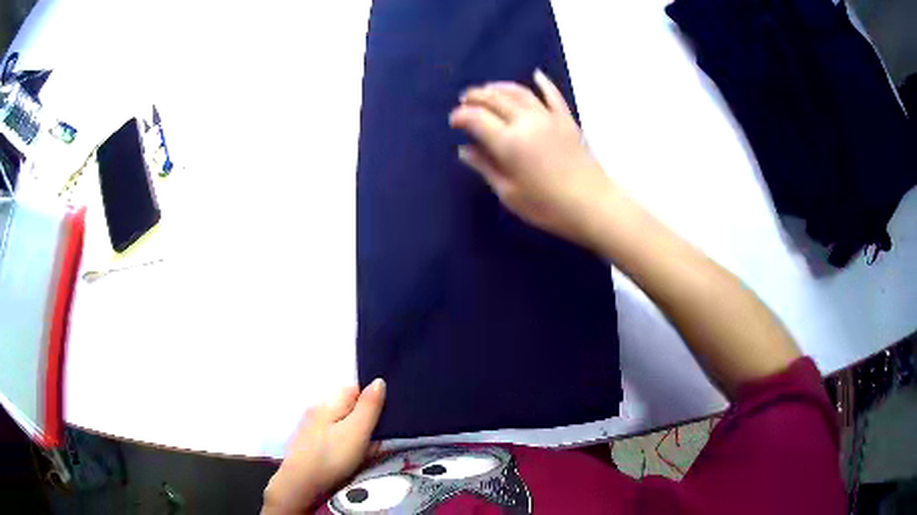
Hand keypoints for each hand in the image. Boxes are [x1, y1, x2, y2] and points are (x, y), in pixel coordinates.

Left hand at [262, 379, 385, 513]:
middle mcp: (318, 408)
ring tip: (365, 452)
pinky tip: (348, 458)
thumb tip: (379, 380)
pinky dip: (344, 443)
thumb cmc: (332, 456)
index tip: (383, 419)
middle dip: (365, 419)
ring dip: (355, 433)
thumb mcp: (357, 431)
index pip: (356, 389)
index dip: (372, 401)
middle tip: (377, 440)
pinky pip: (333, 436)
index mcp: (329, 401)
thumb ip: (369, 406)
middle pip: (349, 407)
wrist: (300, 484)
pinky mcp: (309, 442)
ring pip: (342, 423)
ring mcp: (311, 426)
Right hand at [449, 69, 612, 248]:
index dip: (461, 116)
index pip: (476, 118)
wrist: (592, 204)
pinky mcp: (566, 120)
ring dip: (500, 87)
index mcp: (508, 142)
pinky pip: (552, 95)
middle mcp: (525, 121)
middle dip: (476, 96)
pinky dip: (543, 83)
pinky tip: (536, 75)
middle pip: (495, 99)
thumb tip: (465, 150)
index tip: (453, 121)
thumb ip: (486, 167)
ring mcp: (548, 117)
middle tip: (464, 99)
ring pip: (519, 92)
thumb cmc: (547, 206)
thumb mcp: (509, 192)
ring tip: (488, 88)